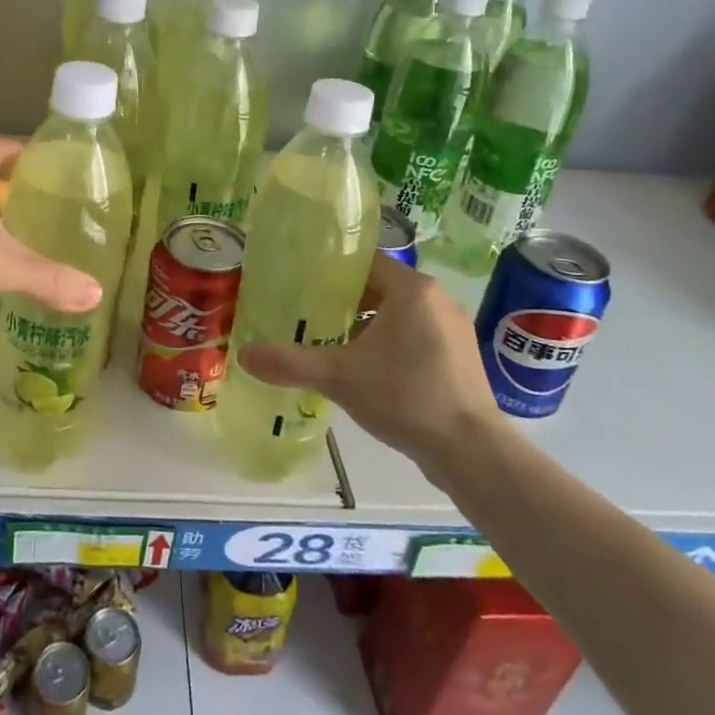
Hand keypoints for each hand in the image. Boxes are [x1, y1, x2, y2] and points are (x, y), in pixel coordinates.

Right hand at [237, 253, 501, 456]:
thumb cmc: (405, 397)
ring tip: (333, 343)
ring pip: (399, 315)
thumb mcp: (339, 377)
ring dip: (368, 325)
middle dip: (345, 302)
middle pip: (380, 288)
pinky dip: (391, 345)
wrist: (472, 451)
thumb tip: (243, 355)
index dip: (332, 271)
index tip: (302, 283)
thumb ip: (290, 363)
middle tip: (309, 316)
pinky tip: (368, 371)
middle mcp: (437, 299)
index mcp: (412, 289)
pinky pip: (417, 337)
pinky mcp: (460, 358)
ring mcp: (454, 329)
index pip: (365, 262)